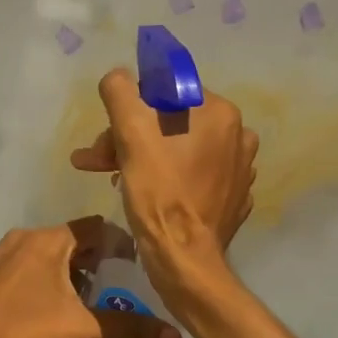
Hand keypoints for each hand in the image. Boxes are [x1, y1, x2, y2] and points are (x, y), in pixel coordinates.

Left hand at [0, 218, 180, 337]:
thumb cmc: (18, 334)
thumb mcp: (77, 330)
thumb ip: (127, 329)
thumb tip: (174, 335)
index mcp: (46, 240)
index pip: (95, 227)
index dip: (120, 244)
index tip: (138, 268)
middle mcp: (22, 238)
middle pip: (71, 240)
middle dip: (96, 261)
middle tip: (118, 289)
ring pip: (46, 254)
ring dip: (69, 272)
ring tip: (88, 303)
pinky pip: (25, 266)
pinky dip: (44, 279)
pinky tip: (49, 309)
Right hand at [69, 70, 256, 287]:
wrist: (184, 260)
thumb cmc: (159, 193)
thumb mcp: (130, 133)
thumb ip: (120, 92)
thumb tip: (118, 77)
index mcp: (219, 112)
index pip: (164, 93)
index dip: (129, 111)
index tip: (108, 136)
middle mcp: (238, 135)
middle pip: (169, 123)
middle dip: (128, 138)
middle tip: (98, 161)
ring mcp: (239, 169)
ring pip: (178, 149)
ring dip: (141, 157)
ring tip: (112, 178)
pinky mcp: (232, 197)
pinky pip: (191, 175)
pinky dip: (166, 178)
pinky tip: (144, 195)